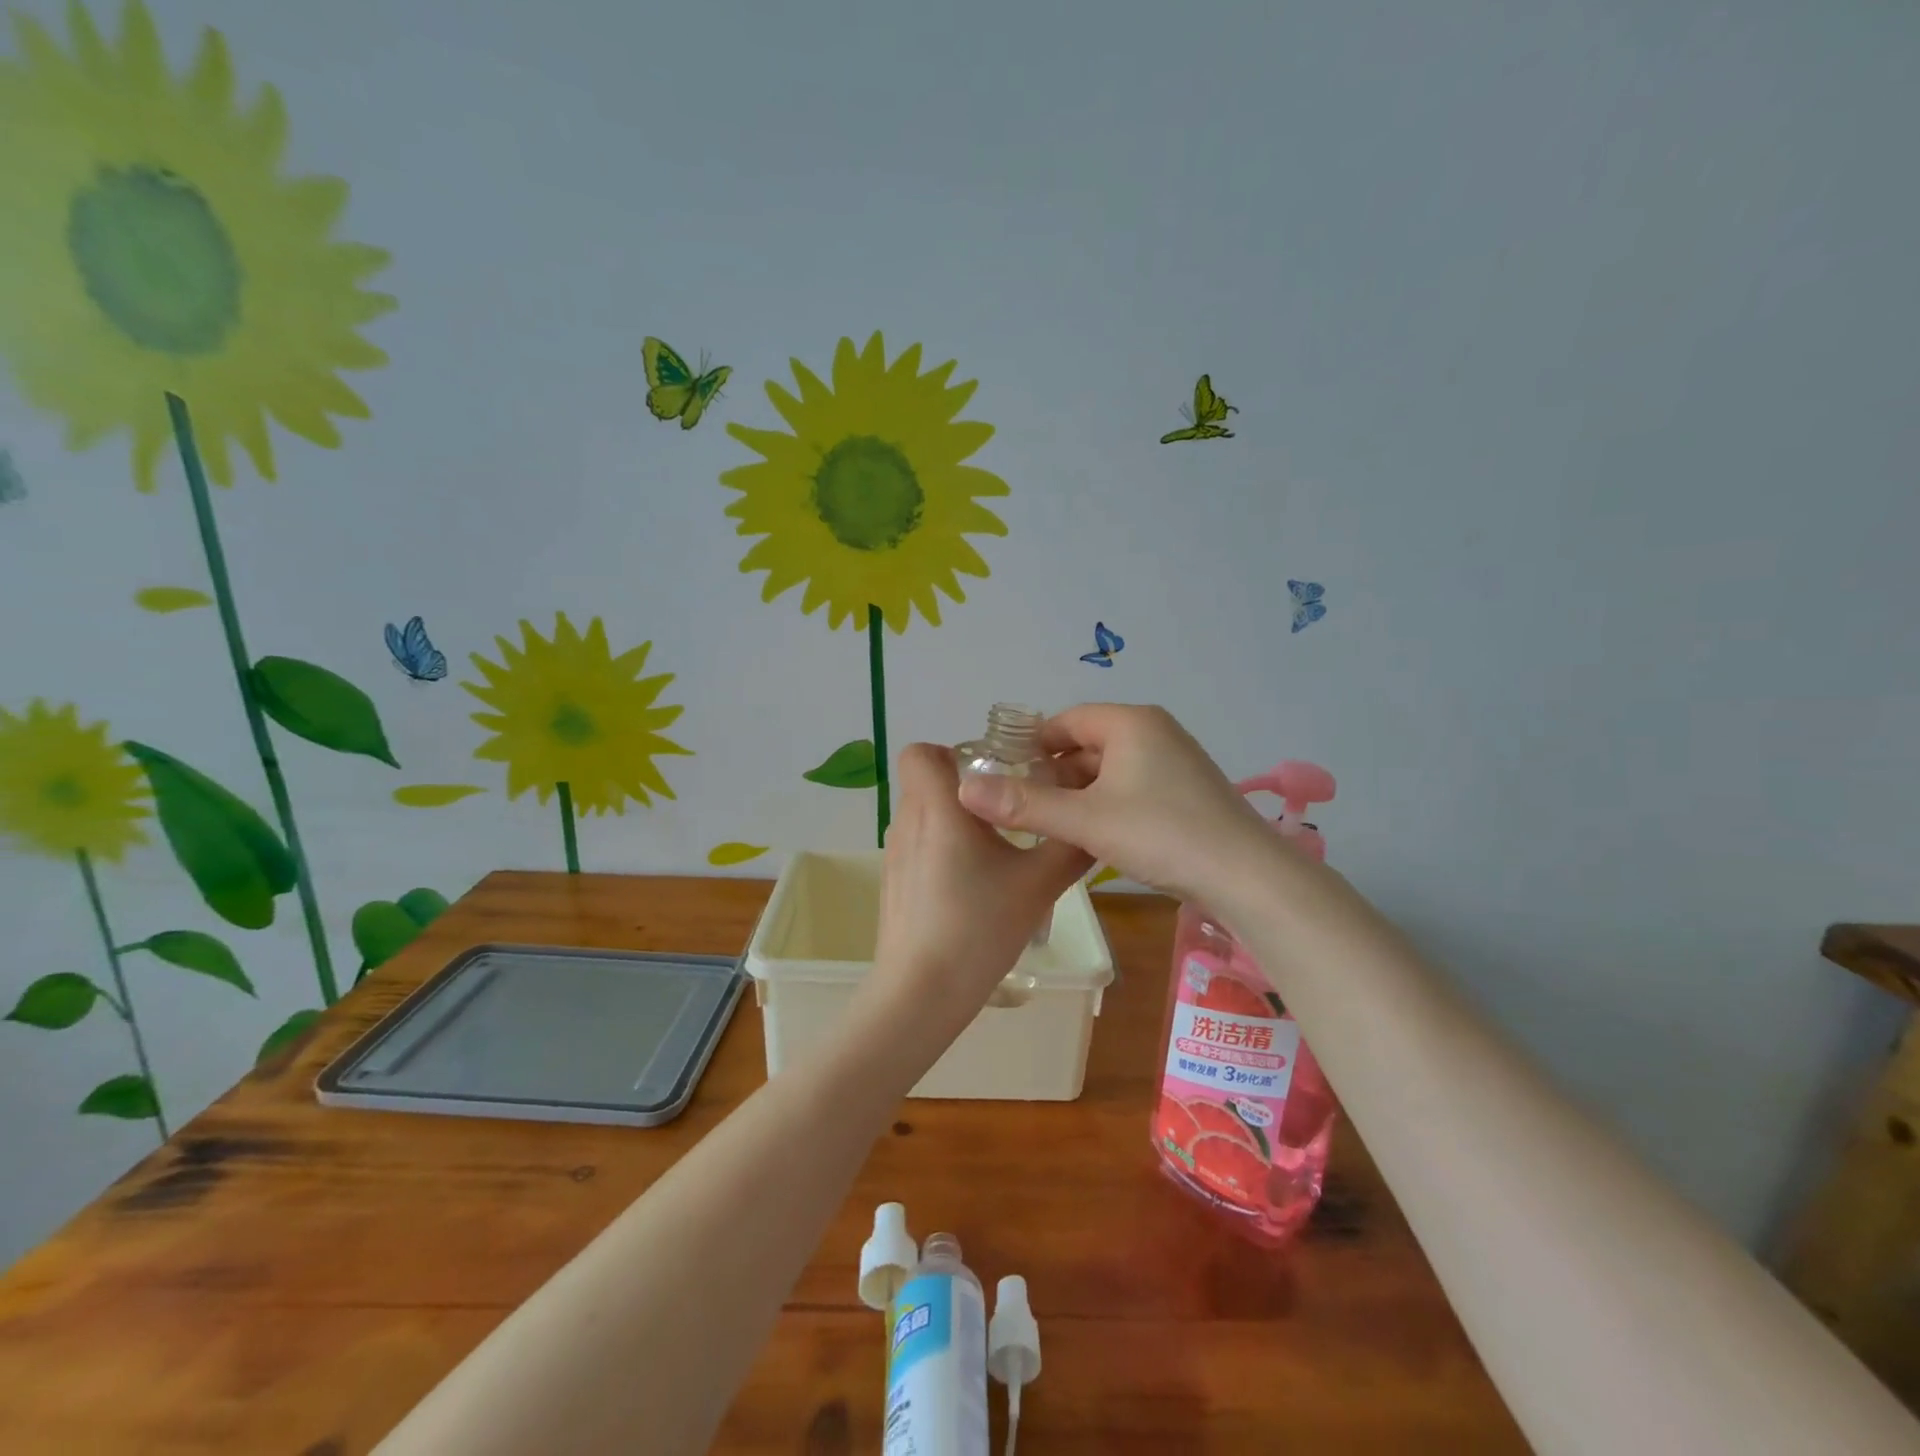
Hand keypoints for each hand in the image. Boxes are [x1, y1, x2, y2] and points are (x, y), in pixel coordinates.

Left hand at [863, 743, 1091, 1046]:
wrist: (922, 992)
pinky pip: (917, 845)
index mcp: (938, 807)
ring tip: (995, 851)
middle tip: (1008, 812)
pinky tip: (972, 886)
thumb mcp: (1039, 884)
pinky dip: (942, 849)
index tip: (991, 776)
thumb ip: (1070, 847)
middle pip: (927, 781)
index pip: (920, 751)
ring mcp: (895, 854)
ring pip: (923, 814)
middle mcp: (908, 821)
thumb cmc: (979, 926)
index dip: (952, 753)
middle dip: (966, 788)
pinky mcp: (893, 882)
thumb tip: (1094, 824)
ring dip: (955, 820)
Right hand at [955, 703, 1272, 903]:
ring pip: (1110, 769)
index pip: (1065, 721)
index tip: (1003, 775)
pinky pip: (1132, 786)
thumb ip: (1025, 805)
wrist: (1246, 876)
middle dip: (1053, 774)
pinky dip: (1106, 803)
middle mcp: (1154, 732)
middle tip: (1021, 806)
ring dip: (1079, 792)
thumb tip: (965, 790)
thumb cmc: (1161, 834)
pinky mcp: (1186, 790)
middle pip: (1087, 744)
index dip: (1031, 746)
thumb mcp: (1085, 820)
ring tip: (1049, 824)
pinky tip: (1091, 834)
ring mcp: (1175, 761)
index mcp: (1130, 723)